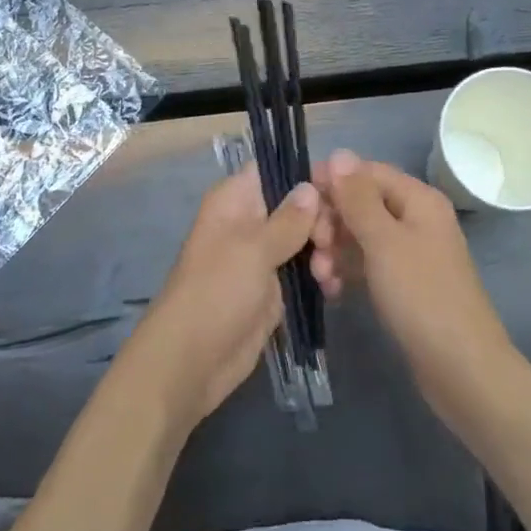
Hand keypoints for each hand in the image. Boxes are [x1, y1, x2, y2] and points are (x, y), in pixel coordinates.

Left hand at [120, 166, 326, 432]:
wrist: (192, 362)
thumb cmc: (217, 293)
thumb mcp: (254, 250)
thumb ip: (288, 219)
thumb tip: (310, 186)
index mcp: (235, 200)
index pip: (275, 169)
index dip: (306, 175)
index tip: (338, 192)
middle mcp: (250, 221)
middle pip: (297, 204)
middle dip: (321, 221)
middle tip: (328, 245)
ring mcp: (262, 256)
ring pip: (305, 238)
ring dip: (324, 252)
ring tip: (327, 275)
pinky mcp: (274, 288)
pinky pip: (304, 270)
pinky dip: (320, 276)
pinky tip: (332, 289)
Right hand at [312, 149, 511, 397]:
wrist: (461, 369)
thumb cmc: (421, 296)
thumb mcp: (383, 242)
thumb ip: (358, 197)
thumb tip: (339, 153)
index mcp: (418, 200)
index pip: (367, 172)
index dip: (334, 181)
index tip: (300, 202)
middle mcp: (416, 219)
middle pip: (362, 204)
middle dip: (332, 222)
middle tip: (313, 247)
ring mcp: (411, 253)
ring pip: (361, 237)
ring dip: (336, 250)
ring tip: (322, 277)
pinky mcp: (404, 285)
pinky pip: (368, 265)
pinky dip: (348, 272)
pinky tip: (333, 291)